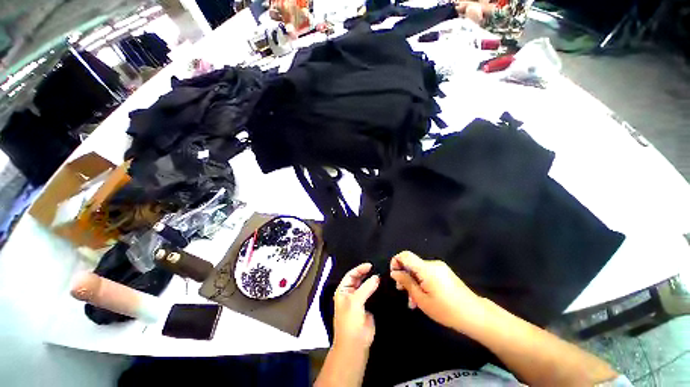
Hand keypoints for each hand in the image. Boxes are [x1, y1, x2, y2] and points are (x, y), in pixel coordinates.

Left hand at [333, 263, 379, 351]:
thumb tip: (376, 277)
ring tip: (380, 275)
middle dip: (365, 273)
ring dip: (371, 281)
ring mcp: (358, 300)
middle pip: (357, 279)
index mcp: (343, 290)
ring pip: (365, 286)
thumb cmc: (350, 321)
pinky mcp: (367, 307)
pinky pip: (371, 295)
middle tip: (376, 268)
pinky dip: (375, 290)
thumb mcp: (355, 302)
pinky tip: (381, 286)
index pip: (351, 275)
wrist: (355, 344)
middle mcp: (350, 293)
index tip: (370, 265)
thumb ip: (366, 288)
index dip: (359, 269)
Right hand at [390, 251, 486, 331]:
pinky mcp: (444, 273)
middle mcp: (433, 264)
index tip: (394, 276)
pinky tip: (422, 298)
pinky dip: (421, 283)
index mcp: (426, 268)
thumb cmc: (446, 310)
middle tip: (402, 292)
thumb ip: (407, 283)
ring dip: (413, 282)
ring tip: (412, 301)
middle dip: (404, 276)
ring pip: (419, 271)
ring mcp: (440, 268)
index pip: (405, 255)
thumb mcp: (422, 299)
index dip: (396, 261)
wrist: (475, 315)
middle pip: (412, 263)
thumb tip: (395, 273)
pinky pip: (427, 274)